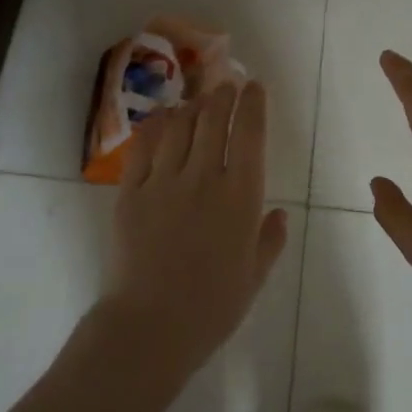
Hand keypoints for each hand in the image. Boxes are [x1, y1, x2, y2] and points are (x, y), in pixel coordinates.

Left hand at [106, 81, 287, 383]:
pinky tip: (162, 118)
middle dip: (223, 95)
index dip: (253, 104)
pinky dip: (155, 125)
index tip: (254, 86)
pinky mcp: (131, 192)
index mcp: (240, 197)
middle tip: (227, 84)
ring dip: (192, 105)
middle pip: (213, 120)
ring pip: (179, 126)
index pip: (249, 135)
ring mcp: (163, 182)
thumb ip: (270, 240)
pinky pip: (143, 147)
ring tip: (198, 98)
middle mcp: (203, 178)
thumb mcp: (254, 277)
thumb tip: (280, 213)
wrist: (150, 327)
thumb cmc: (212, 308)